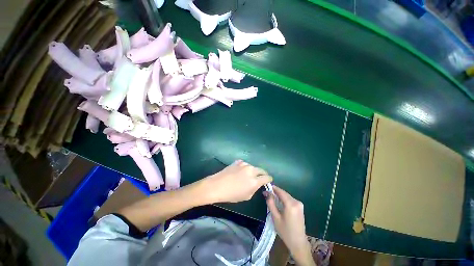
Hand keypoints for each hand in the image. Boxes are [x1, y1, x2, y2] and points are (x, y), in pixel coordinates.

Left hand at [202, 160, 272, 202]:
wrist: (217, 186)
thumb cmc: (231, 195)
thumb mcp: (246, 196)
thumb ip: (254, 188)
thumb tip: (257, 184)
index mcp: (255, 180)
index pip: (267, 177)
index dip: (269, 179)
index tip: (269, 180)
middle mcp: (251, 170)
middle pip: (261, 170)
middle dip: (263, 174)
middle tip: (261, 177)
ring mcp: (244, 164)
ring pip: (252, 166)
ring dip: (253, 170)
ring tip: (247, 175)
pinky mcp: (237, 162)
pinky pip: (244, 164)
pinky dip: (245, 167)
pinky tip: (240, 171)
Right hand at [266, 186, 314, 265]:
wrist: (298, 243)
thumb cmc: (285, 231)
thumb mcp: (275, 217)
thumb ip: (271, 203)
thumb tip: (267, 193)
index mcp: (291, 204)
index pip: (280, 191)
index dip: (273, 188)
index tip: (266, 187)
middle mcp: (296, 202)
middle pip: (284, 193)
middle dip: (275, 192)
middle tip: (267, 194)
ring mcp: (300, 204)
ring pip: (287, 196)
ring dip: (279, 196)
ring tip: (271, 198)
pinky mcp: (300, 207)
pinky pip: (290, 199)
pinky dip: (284, 199)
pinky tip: (279, 203)